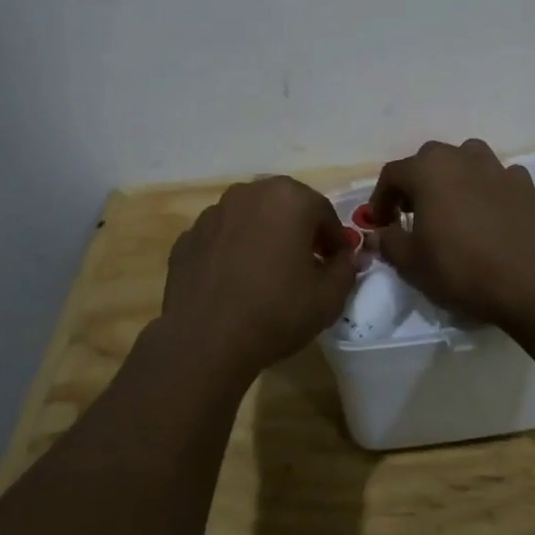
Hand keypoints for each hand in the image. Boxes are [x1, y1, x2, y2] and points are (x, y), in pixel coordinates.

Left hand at [160, 176, 356, 384]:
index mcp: (289, 198)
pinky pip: (221, 238)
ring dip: (263, 237)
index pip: (323, 212)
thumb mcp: (329, 298)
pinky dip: (232, 251)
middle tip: (306, 265)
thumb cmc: (276, 312)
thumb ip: (346, 269)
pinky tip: (234, 282)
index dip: (334, 239)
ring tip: (267, 274)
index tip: (337, 263)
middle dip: (299, 231)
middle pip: (285, 207)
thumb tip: (346, 258)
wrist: (205, 340)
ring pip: (250, 218)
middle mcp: (249, 193)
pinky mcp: (188, 237)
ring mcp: (213, 213)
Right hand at [369, 139, 534, 325]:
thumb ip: (387, 242)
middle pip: (428, 160)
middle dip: (416, 184)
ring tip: (452, 206)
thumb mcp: (410, 262)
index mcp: (427, 170)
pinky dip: (488, 188)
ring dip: (454, 177)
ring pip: (466, 159)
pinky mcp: (524, 184)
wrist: (526, 284)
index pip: (392, 174)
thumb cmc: (459, 268)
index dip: (380, 199)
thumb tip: (376, 234)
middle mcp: (461, 157)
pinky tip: (488, 211)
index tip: (380, 224)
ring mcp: (496, 167)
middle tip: (413, 214)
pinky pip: (498, 177)